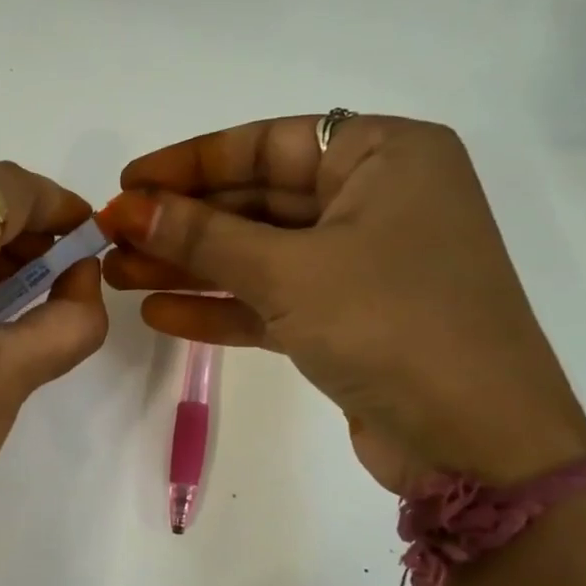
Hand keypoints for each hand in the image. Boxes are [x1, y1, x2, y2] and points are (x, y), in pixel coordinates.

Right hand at [101, 114, 585, 492]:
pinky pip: (272, 300)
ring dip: (190, 267)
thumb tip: (129, 209)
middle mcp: (376, 200)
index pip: (269, 143)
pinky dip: (221, 307)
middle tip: (111, 238)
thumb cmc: (392, 325)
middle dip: (183, 224)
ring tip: (118, 276)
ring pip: (259, 255)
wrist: (474, 441)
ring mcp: (362, 265)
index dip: (191, 163)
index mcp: (385, 156)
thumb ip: (205, 238)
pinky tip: (160, 314)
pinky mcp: (346, 320)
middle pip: (259, 201)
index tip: (128, 181)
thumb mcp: (291, 271)